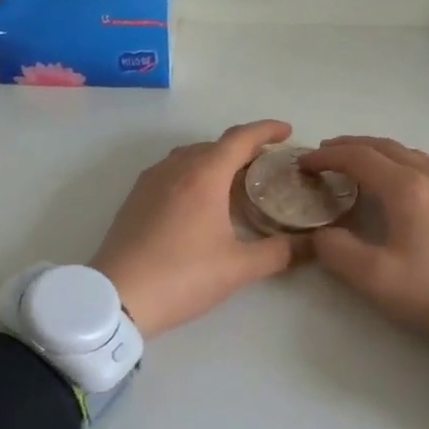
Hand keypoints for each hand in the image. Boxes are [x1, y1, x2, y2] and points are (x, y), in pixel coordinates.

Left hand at [92, 121, 299, 337]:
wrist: (116, 297)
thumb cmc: (182, 276)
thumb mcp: (238, 268)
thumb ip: (279, 253)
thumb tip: (311, 245)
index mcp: (204, 175)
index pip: (241, 138)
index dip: (266, 130)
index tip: (286, 131)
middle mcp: (176, 168)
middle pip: (215, 145)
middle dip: (243, 148)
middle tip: (267, 166)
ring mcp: (150, 181)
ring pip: (190, 156)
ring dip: (216, 160)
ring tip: (235, 181)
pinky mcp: (135, 198)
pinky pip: (171, 171)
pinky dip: (193, 173)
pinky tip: (200, 201)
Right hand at [300, 137, 428, 343]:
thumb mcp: (377, 279)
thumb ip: (338, 252)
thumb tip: (321, 234)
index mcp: (406, 189)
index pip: (358, 157)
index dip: (327, 156)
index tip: (303, 164)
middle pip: (384, 146)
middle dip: (349, 147)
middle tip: (323, 156)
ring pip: (408, 153)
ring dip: (376, 152)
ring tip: (356, 165)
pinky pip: (426, 165)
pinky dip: (399, 162)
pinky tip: (398, 182)